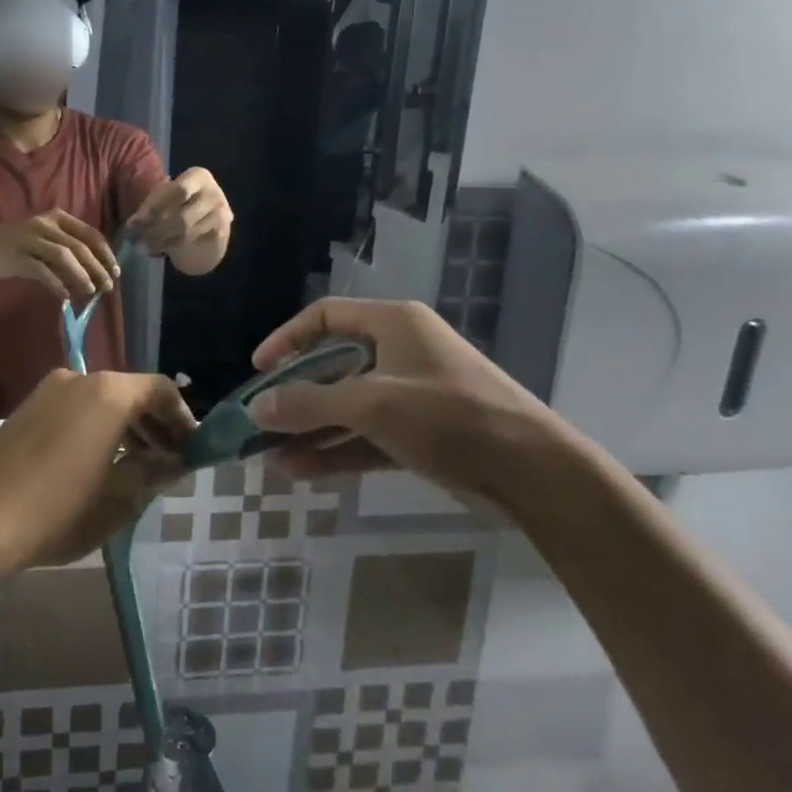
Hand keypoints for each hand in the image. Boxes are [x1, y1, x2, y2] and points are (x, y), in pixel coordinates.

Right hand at [0, 210, 119, 303]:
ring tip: (91, 290)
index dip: (105, 253)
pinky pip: (41, 270)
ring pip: (63, 255)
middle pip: (79, 246)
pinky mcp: (18, 256)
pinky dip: (56, 283)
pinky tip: (66, 296)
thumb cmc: (23, 243)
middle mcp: (46, 225)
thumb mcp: (48, 242)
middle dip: (97, 267)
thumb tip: (96, 276)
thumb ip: (69, 254)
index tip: (116, 271)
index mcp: (59, 218)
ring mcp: (31, 239)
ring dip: (80, 274)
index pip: (90, 234)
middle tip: (108, 286)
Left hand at [0, 369, 196, 569]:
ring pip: (102, 400)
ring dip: (126, 427)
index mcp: (109, 393)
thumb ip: (152, 472)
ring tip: (138, 468)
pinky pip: (77, 408)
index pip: (160, 389)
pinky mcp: (27, 408)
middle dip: (155, 424)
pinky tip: (100, 464)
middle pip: (131, 391)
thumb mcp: (118, 498)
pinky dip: (98, 427)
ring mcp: (49, 391)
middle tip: (170, 461)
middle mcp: (79, 378)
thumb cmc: (59, 509)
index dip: (183, 417)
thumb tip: (175, 461)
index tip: (193, 448)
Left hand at [128, 167, 230, 257]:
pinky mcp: (221, 233)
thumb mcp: (167, 197)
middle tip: (136, 239)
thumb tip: (133, 224)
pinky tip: (158, 249)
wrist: (211, 221)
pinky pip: (192, 242)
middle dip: (156, 229)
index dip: (155, 207)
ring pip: (185, 232)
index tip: (134, 222)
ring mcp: (220, 214)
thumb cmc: (182, 204)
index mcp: (198, 176)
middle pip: (181, 215)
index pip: (177, 190)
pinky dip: (171, 246)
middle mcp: (213, 193)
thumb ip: (152, 205)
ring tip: (143, 246)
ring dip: (160, 241)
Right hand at [245, 298, 570, 507]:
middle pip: (333, 367)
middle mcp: (400, 352)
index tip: (259, 370)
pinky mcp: (422, 434)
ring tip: (271, 459)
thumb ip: (310, 404)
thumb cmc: (450, 417)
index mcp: (393, 324)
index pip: (326, 317)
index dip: (288, 339)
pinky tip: (302, 472)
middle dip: (296, 398)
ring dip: (311, 432)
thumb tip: (257, 408)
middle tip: (261, 424)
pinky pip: (367, 436)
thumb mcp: (372, 405)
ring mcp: (412, 395)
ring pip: (348, 408)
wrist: (535, 473)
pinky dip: (337, 451)